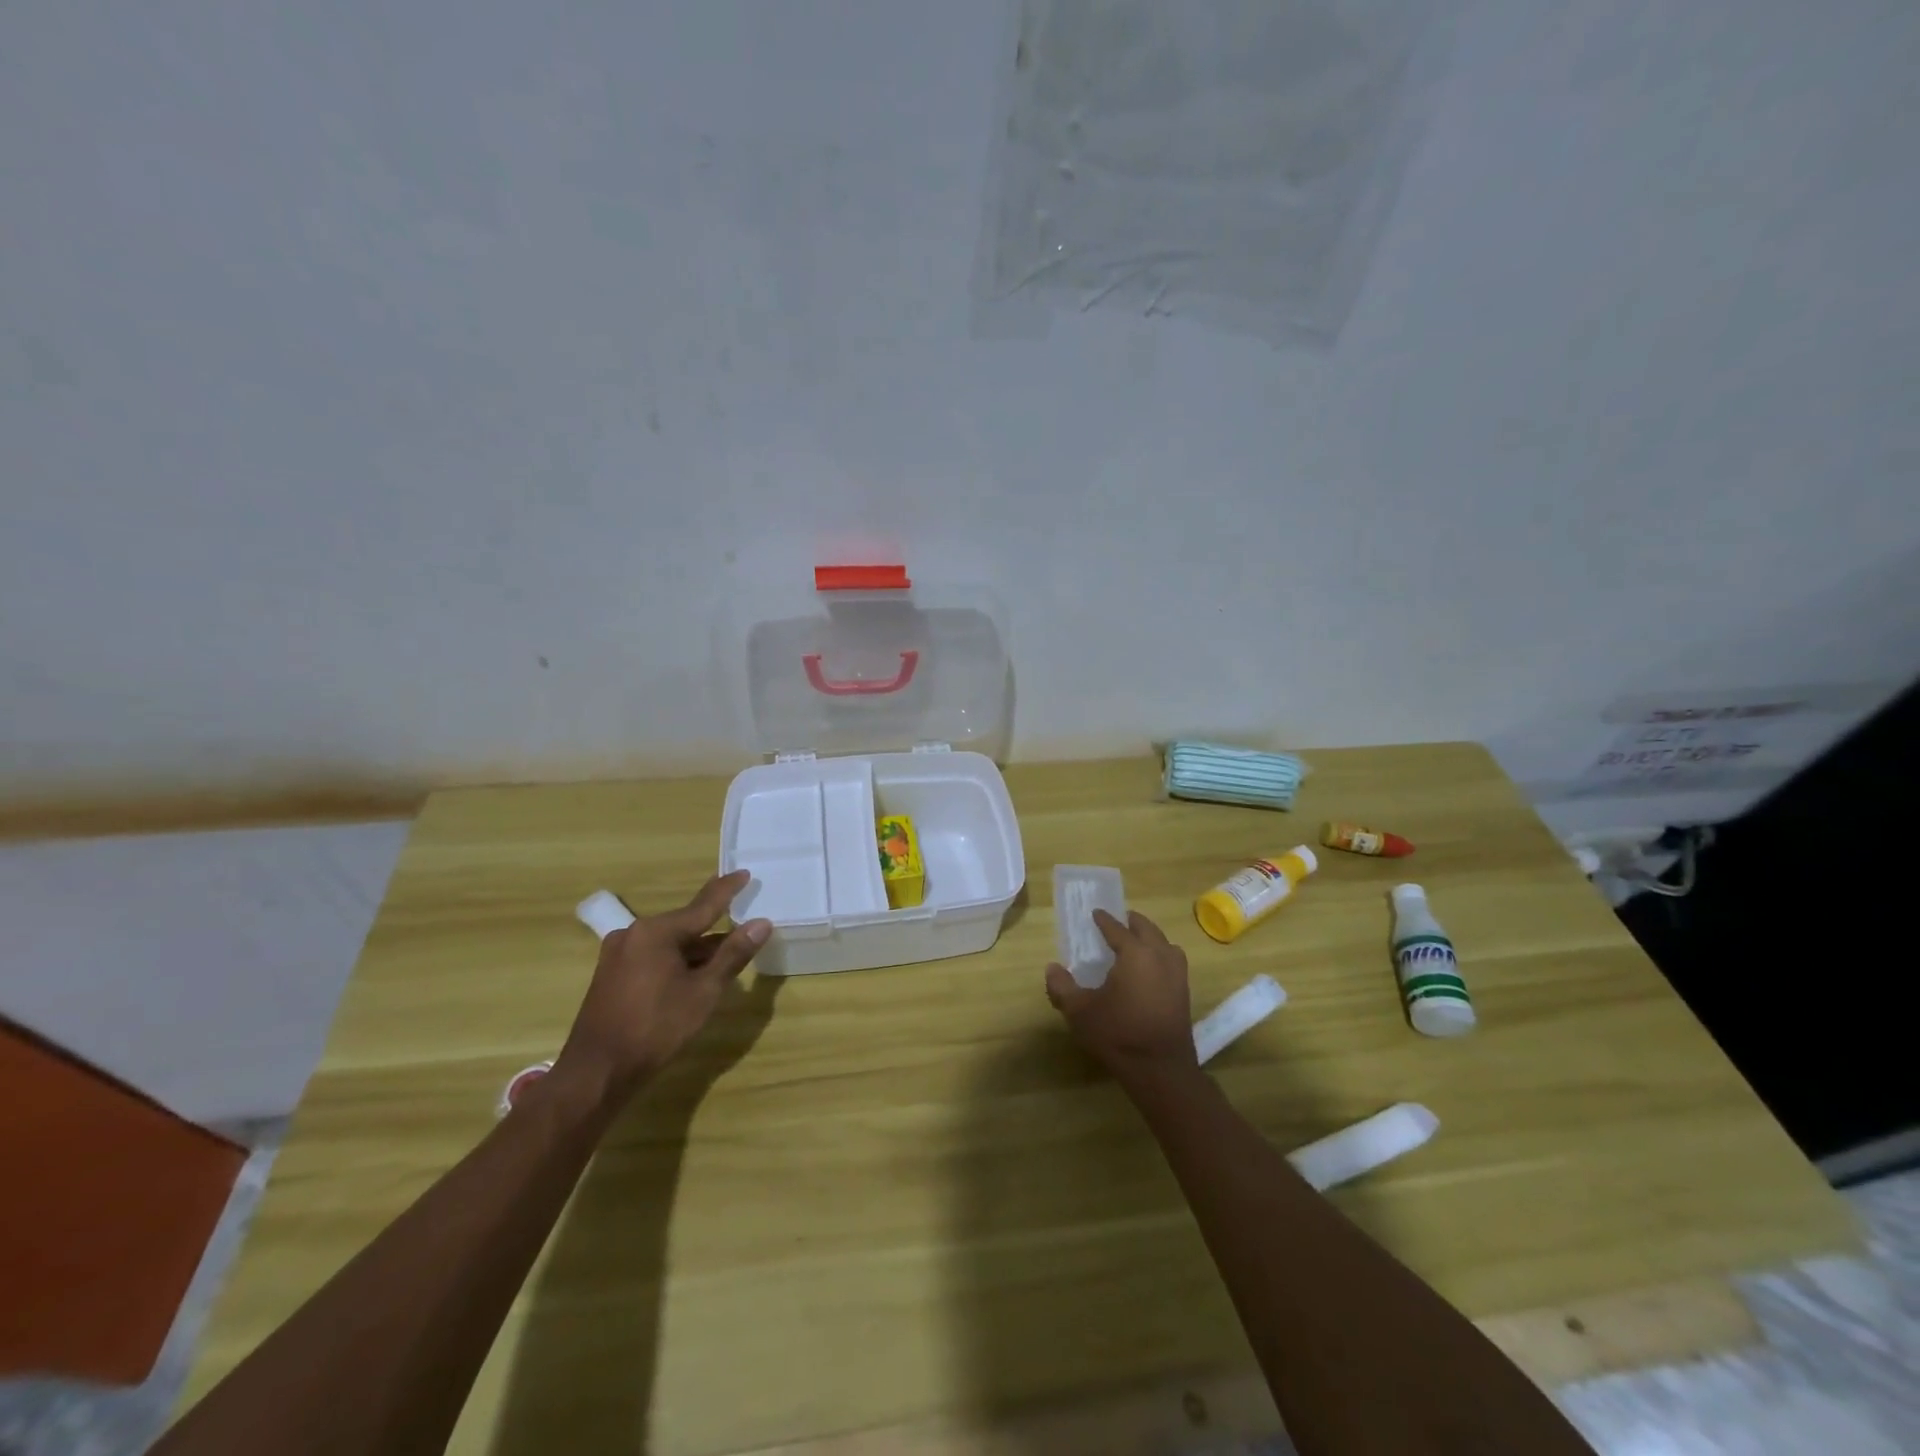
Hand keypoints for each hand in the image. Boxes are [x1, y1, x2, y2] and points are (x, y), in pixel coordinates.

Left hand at [554, 871, 771, 1103]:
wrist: (597, 1072)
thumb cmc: (656, 1028)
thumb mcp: (703, 992)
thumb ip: (733, 955)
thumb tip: (761, 923)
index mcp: (657, 931)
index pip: (703, 905)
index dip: (727, 889)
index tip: (745, 873)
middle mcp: (634, 933)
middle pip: (686, 925)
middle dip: (715, 930)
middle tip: (743, 929)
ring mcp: (619, 954)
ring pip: (670, 944)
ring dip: (697, 951)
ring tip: (724, 960)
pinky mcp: (612, 975)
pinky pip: (653, 957)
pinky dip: (677, 962)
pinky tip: (692, 977)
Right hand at [1044, 909, 1196, 1079]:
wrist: (1160, 1070)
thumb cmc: (1118, 1034)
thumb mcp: (1080, 1011)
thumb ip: (1062, 987)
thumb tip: (1052, 968)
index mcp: (1135, 953)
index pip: (1117, 928)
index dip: (1104, 920)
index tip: (1095, 913)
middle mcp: (1160, 956)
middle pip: (1147, 929)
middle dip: (1131, 922)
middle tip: (1118, 921)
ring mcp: (1177, 975)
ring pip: (1165, 944)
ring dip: (1150, 938)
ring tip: (1136, 942)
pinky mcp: (1184, 993)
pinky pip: (1172, 961)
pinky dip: (1161, 955)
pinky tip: (1150, 969)